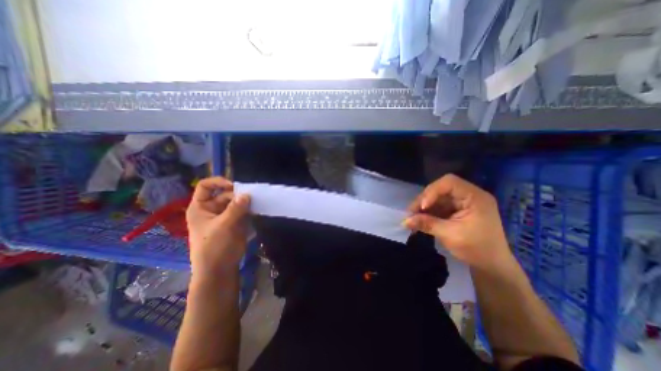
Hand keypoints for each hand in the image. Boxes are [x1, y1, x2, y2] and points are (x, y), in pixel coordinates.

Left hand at [188, 176, 251, 277]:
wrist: (219, 269)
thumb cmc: (214, 247)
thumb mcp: (223, 226)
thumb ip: (235, 208)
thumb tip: (247, 194)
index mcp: (201, 207)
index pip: (206, 187)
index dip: (219, 182)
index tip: (234, 186)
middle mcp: (213, 209)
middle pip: (226, 194)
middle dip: (238, 195)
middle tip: (252, 198)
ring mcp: (225, 216)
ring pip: (237, 202)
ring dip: (246, 202)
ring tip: (257, 203)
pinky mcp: (236, 222)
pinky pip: (244, 211)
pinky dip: (250, 210)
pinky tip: (257, 211)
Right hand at [403, 175, 515, 272]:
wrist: (492, 266)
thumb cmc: (477, 250)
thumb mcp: (450, 235)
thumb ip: (427, 224)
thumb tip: (404, 221)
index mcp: (474, 197)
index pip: (449, 182)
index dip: (432, 191)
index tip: (423, 207)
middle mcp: (468, 195)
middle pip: (440, 189)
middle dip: (424, 200)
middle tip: (410, 213)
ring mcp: (462, 203)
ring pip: (436, 198)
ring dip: (423, 207)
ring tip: (412, 218)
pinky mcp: (456, 210)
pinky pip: (438, 206)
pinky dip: (428, 213)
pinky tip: (419, 220)